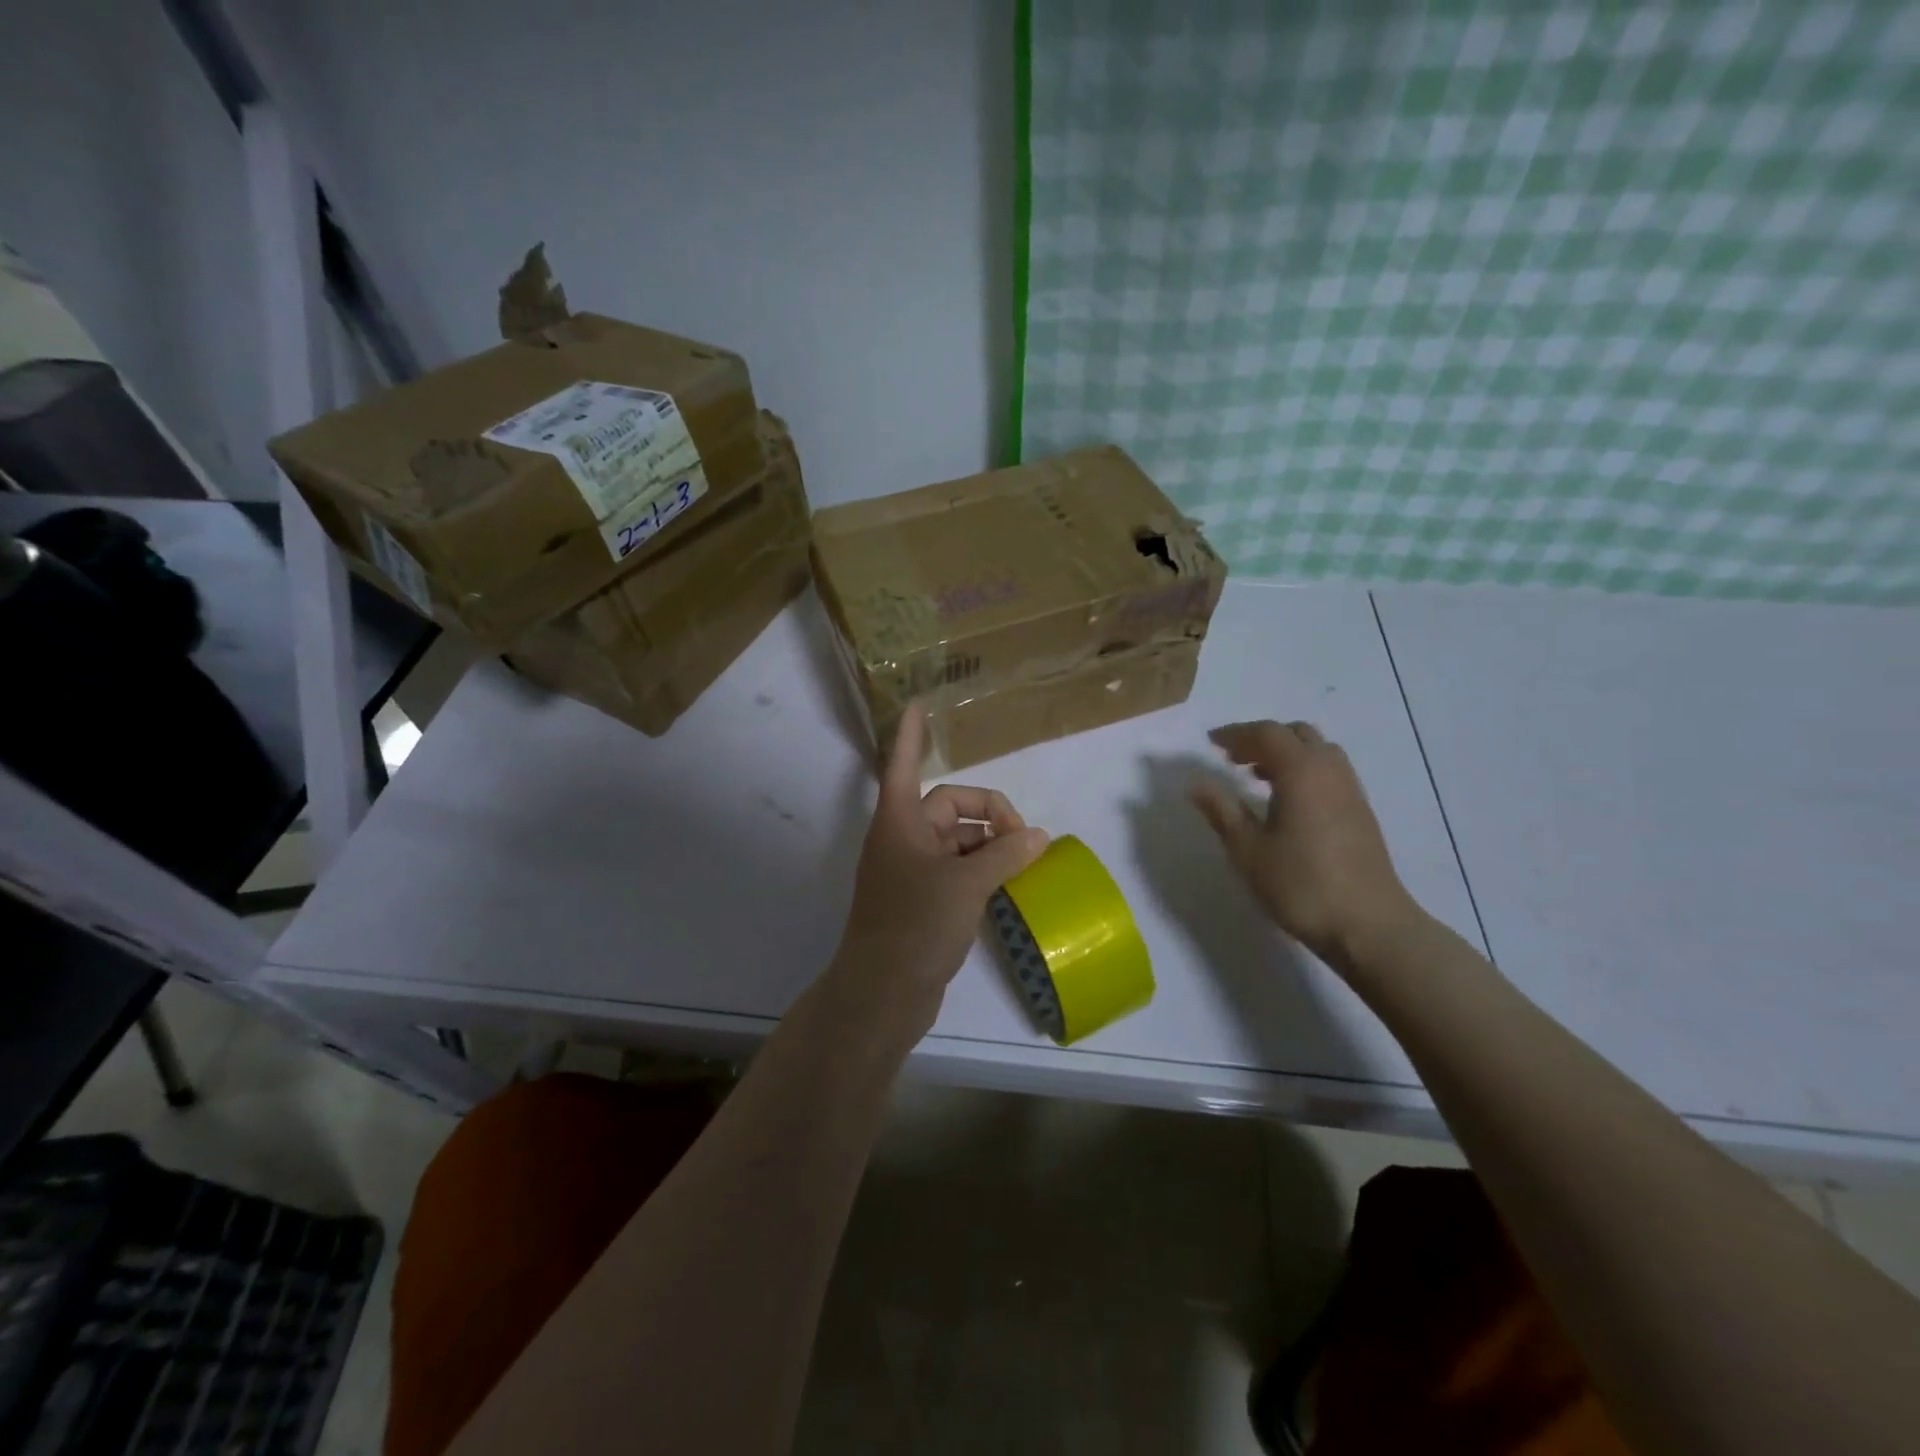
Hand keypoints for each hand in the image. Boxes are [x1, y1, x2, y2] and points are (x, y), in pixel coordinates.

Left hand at [829, 705, 1050, 1042]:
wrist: (882, 993)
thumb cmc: (915, 925)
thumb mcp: (966, 884)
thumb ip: (1005, 855)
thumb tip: (1038, 836)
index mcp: (900, 822)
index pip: (906, 764)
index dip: (913, 736)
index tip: (919, 705)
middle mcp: (903, 840)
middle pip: (949, 806)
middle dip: (988, 815)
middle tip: (1025, 840)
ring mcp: (910, 872)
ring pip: (957, 841)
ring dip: (989, 846)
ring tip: (1024, 864)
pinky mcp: (921, 901)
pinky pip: (956, 870)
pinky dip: (982, 871)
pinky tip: (1008, 886)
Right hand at [1190, 720, 1420, 969]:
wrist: (1369, 925)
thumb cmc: (1300, 885)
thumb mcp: (1248, 850)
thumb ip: (1221, 811)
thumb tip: (1195, 782)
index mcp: (1301, 772)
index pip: (1266, 733)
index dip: (1236, 733)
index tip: (1211, 743)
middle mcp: (1329, 771)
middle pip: (1296, 734)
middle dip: (1262, 739)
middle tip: (1232, 759)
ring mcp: (1350, 790)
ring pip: (1317, 751)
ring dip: (1285, 754)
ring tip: (1257, 777)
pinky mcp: (1360, 812)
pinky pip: (1329, 772)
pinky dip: (1303, 770)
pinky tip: (1287, 802)